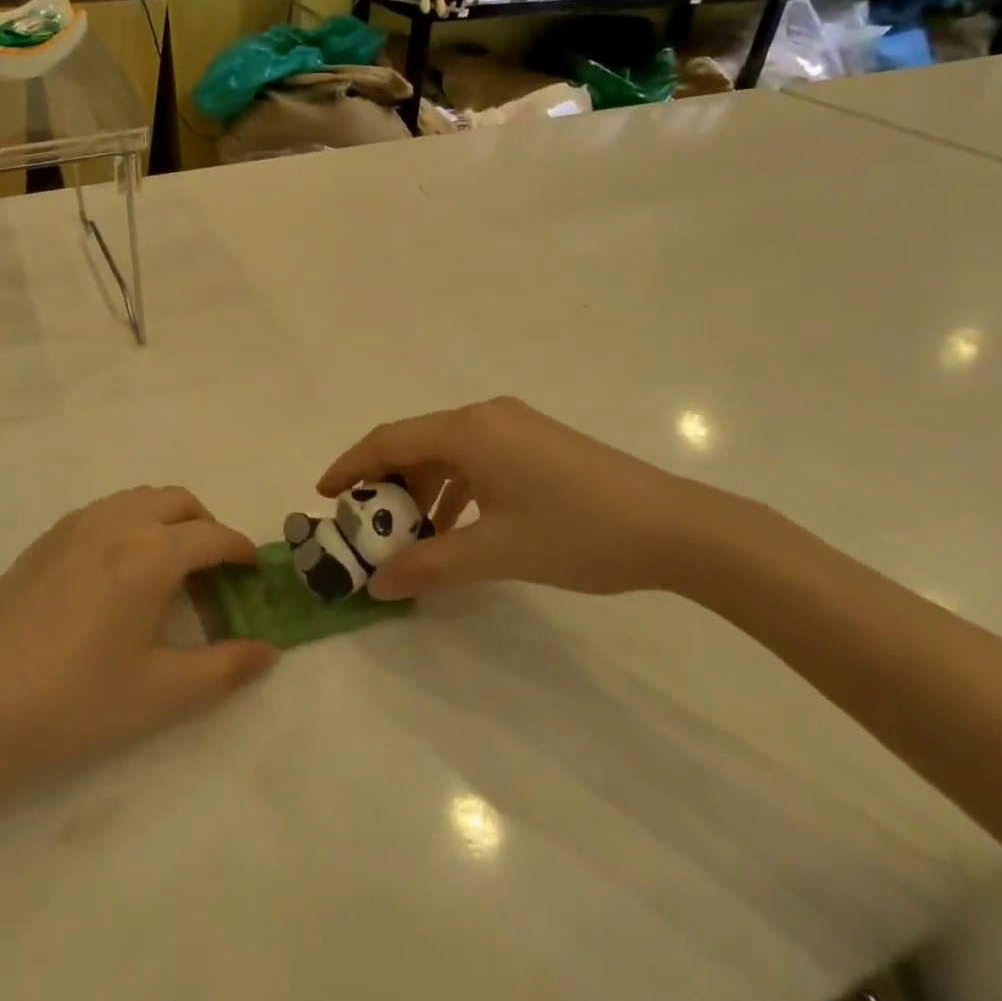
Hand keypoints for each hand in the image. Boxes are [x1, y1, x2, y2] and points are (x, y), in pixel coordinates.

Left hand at [0, 487, 277, 795]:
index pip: (213, 537)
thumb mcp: (158, 694)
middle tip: (215, 570)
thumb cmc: (71, 701)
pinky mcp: (47, 537)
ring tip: (171, 566)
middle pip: (179, 502)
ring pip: (141, 498)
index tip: (256, 568)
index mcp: (151, 553)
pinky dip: (133, 521)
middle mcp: (118, 522)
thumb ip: (222, 669)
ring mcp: (77, 524)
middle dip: (207, 526)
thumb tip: (268, 651)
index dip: (241, 549)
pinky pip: (108, 510)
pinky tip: (121, 571)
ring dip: (169, 519)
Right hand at [316, 397, 766, 600]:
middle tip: (367, 525)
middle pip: (416, 443)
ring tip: (411, 535)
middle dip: (386, 484)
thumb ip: (430, 565)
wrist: (677, 528)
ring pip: (447, 452)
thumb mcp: (496, 553)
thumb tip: (377, 585)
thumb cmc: (578, 533)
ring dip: (423, 490)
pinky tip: (459, 527)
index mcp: (470, 430)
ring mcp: (515, 426)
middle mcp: (486, 416)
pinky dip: (456, 489)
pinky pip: (477, 458)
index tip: (324, 496)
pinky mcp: (537, 442)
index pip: (390, 440)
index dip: (351, 466)